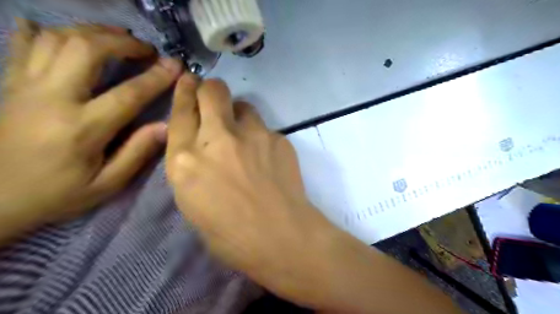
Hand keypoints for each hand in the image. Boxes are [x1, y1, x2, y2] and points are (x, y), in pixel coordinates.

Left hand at [0, 19, 182, 240]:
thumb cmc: (56, 194)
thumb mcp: (106, 184)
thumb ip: (137, 153)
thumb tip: (166, 127)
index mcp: (82, 128)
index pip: (128, 95)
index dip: (156, 78)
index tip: (176, 66)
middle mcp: (52, 98)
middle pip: (86, 50)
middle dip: (123, 43)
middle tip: (146, 49)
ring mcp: (26, 86)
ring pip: (57, 39)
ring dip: (93, 32)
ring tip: (118, 38)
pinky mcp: (11, 84)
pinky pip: (24, 45)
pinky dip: (44, 31)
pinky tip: (60, 30)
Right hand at [164, 76, 346, 309]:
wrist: (280, 236)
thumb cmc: (230, 234)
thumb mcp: (193, 202)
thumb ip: (191, 166)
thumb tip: (197, 144)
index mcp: (185, 160)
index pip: (180, 112)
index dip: (184, 92)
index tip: (188, 81)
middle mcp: (217, 139)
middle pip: (212, 91)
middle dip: (210, 91)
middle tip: (215, 101)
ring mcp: (252, 135)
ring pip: (243, 106)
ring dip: (239, 116)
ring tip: (246, 139)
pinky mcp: (279, 138)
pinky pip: (266, 129)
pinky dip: (262, 138)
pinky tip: (267, 160)